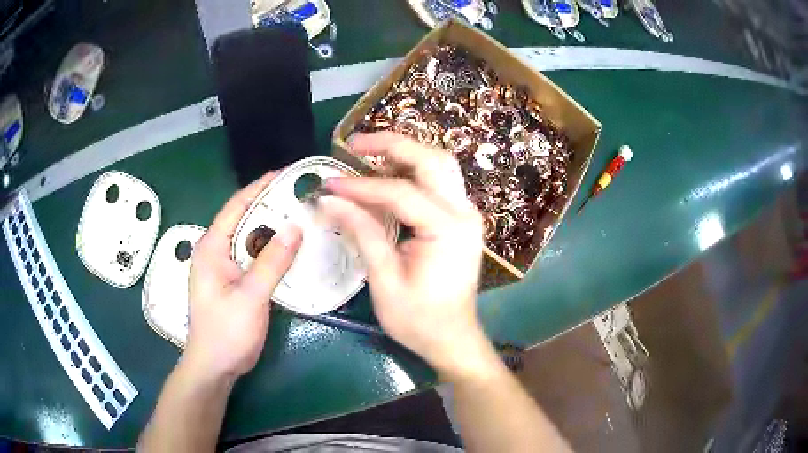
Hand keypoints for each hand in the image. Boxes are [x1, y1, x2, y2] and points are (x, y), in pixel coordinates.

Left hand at [184, 171, 302, 381]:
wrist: (215, 366)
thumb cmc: (226, 332)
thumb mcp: (250, 297)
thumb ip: (272, 262)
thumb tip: (295, 227)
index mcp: (211, 247)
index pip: (236, 206)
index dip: (260, 187)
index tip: (287, 174)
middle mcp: (215, 251)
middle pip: (244, 219)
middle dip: (271, 206)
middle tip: (301, 197)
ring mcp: (223, 267)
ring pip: (250, 239)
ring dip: (272, 229)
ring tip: (301, 218)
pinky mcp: (232, 281)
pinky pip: (253, 257)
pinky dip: (271, 250)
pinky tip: (290, 250)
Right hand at [320, 132, 490, 378]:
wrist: (453, 339)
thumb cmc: (419, 320)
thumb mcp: (385, 280)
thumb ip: (362, 232)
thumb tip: (330, 199)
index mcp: (447, 229)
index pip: (400, 191)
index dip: (360, 185)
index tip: (329, 184)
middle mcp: (464, 212)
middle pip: (431, 159)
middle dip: (391, 144)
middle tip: (353, 144)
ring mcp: (466, 214)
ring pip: (438, 165)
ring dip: (403, 154)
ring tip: (365, 154)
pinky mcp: (460, 220)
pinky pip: (438, 182)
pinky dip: (411, 172)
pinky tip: (385, 176)